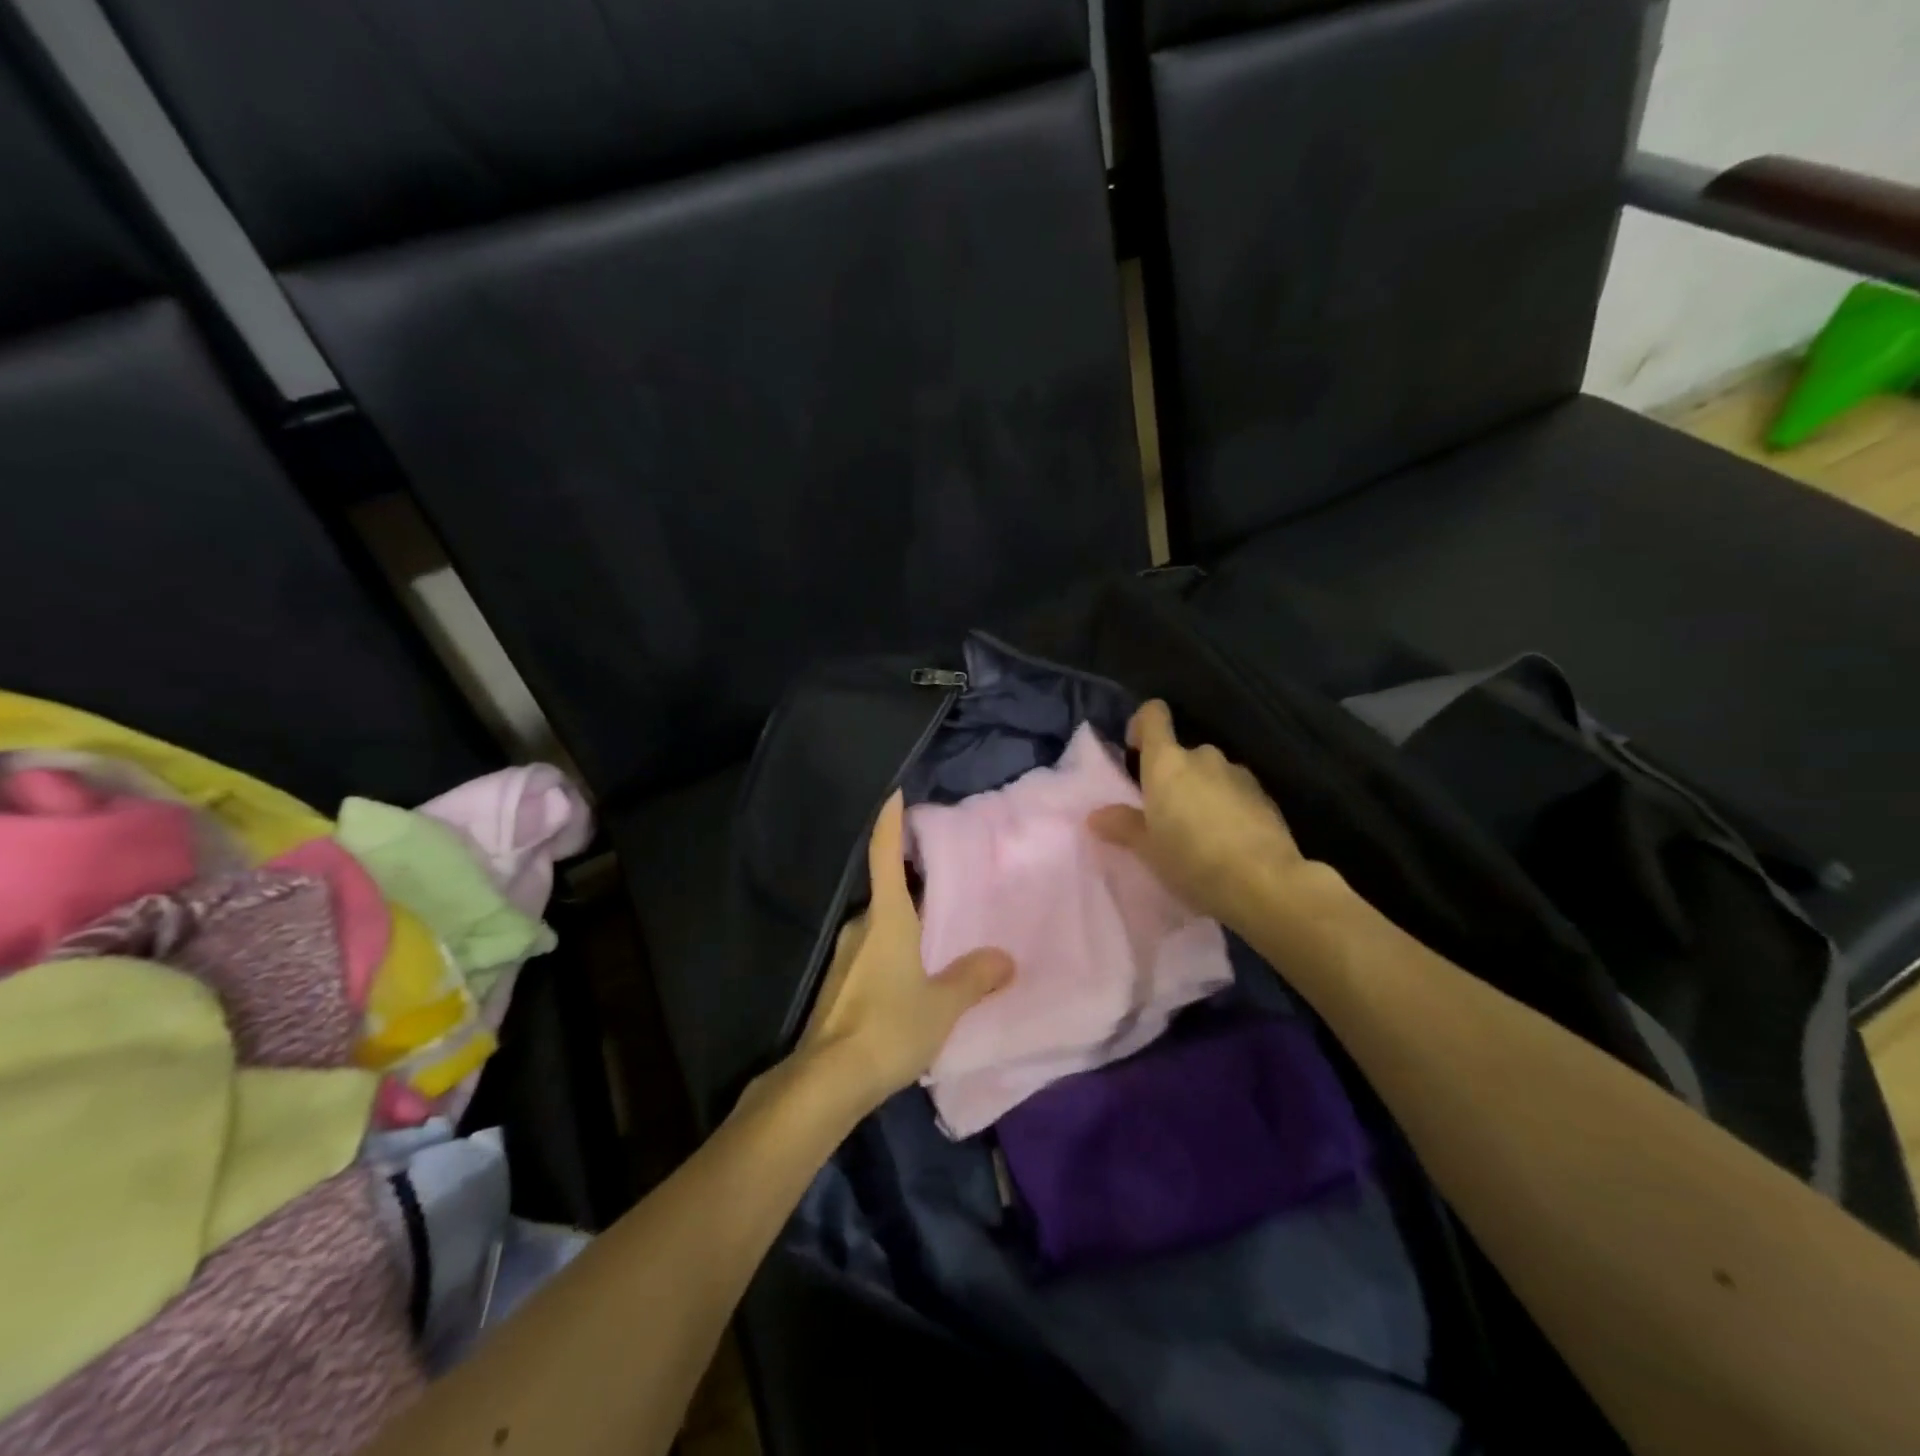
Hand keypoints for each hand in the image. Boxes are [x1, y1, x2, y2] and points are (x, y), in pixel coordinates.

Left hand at [796, 791, 1012, 1106]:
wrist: (828, 1080)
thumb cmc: (889, 1027)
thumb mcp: (942, 1004)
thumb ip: (974, 978)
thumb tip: (1005, 958)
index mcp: (887, 918)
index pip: (884, 855)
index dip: (889, 821)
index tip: (892, 791)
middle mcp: (861, 926)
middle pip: (887, 891)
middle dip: (912, 883)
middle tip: (946, 880)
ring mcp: (845, 955)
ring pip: (880, 925)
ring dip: (905, 923)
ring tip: (938, 933)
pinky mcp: (839, 983)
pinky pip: (872, 952)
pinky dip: (893, 951)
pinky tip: (913, 977)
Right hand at [1089, 699, 1308, 932]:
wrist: (1265, 883)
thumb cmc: (1192, 861)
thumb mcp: (1147, 849)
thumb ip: (1122, 825)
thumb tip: (1097, 815)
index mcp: (1167, 763)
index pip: (1153, 716)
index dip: (1142, 725)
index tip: (1135, 751)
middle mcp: (1203, 757)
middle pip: (1181, 753)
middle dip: (1172, 777)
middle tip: (1164, 815)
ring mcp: (1239, 774)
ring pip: (1210, 774)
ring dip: (1201, 792)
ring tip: (1199, 833)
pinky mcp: (1265, 796)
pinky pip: (1235, 792)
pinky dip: (1227, 807)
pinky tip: (1227, 843)